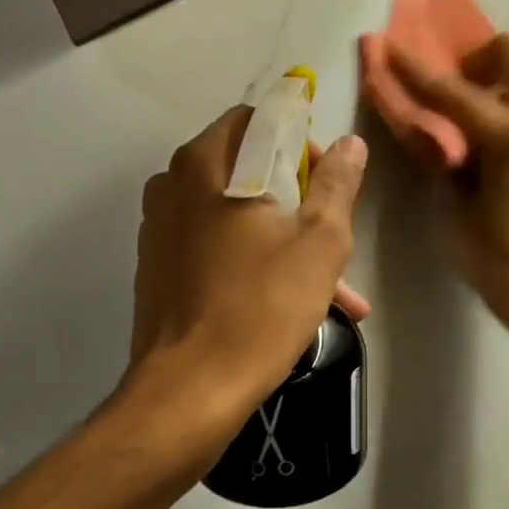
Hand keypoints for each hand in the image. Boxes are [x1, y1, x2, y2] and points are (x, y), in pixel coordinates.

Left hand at [128, 106, 368, 435]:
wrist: (189, 390)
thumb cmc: (261, 306)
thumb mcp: (320, 242)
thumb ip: (337, 183)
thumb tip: (350, 144)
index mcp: (207, 162)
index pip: (261, 118)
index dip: (303, 141)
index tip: (327, 182)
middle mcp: (173, 183)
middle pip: (248, 166)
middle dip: (298, 195)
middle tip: (331, 233)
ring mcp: (160, 227)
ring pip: (235, 212)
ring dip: (282, 235)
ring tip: (333, 285)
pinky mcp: (158, 267)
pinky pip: (215, 244)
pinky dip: (252, 258)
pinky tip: (290, 300)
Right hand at [382, 34, 508, 332]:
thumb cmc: (490, 253)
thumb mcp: (452, 202)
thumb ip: (439, 155)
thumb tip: (425, 125)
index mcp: (507, 136)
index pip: (451, 89)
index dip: (415, 67)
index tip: (389, 44)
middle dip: (478, 56)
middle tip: (454, 84)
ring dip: (502, 73)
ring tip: (473, 103)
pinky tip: (488, 129)